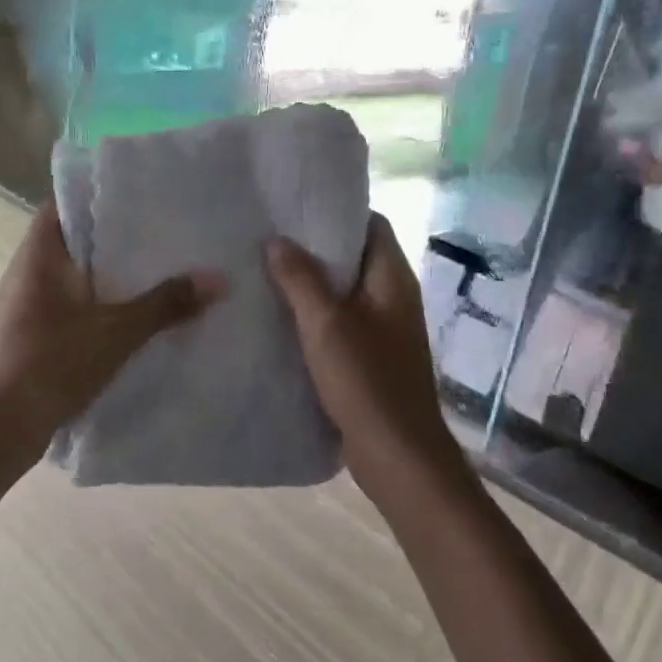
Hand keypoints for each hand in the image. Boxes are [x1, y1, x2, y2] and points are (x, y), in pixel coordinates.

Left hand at [0, 203, 226, 448]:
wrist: (0, 428)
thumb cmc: (51, 363)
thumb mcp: (116, 332)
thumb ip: (166, 304)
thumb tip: (219, 279)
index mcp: (39, 254)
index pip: (66, 203)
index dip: (100, 195)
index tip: (142, 195)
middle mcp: (28, 271)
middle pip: (76, 239)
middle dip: (117, 237)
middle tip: (165, 230)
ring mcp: (28, 304)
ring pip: (77, 275)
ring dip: (111, 274)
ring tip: (160, 267)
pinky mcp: (34, 333)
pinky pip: (73, 304)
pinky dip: (101, 303)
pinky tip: (136, 312)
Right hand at [266, 216, 471, 512]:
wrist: (397, 455)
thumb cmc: (366, 381)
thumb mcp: (326, 324)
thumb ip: (300, 279)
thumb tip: (277, 240)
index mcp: (392, 279)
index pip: (370, 224)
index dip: (335, 211)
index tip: (293, 206)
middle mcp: (392, 297)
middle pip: (353, 257)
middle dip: (313, 247)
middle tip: (267, 236)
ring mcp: (383, 329)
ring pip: (343, 291)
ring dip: (309, 283)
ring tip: (264, 270)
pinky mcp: (370, 357)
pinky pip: (339, 322)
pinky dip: (313, 315)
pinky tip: (278, 317)